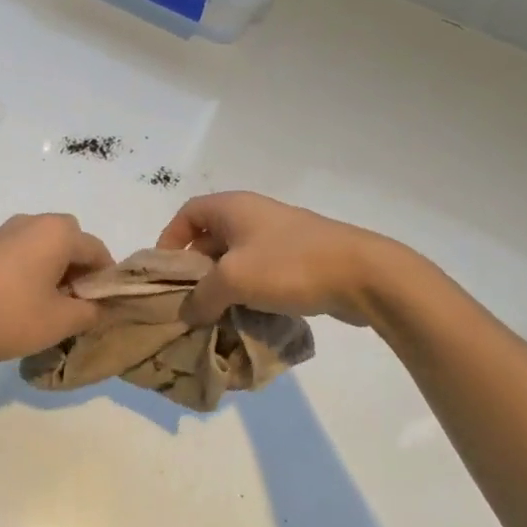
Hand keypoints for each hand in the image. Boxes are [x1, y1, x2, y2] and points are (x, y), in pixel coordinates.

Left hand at [0, 214, 112, 364]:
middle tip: (75, 305)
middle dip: (79, 270)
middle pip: (71, 241)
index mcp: (57, 232)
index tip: (101, 308)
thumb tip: (100, 306)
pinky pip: (21, 251)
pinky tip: (19, 300)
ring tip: (47, 306)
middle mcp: (32, 221)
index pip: (97, 250)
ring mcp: (4, 230)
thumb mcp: (59, 322)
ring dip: (54, 269)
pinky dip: (30, 269)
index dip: (106, 280)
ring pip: (44, 246)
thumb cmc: (6, 316)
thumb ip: (90, 311)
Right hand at [156, 191, 393, 325]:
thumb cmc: (288, 265)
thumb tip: (188, 312)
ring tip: (213, 317)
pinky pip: (260, 274)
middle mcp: (252, 216)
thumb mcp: (233, 279)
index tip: (165, 275)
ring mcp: (278, 237)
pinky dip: (248, 293)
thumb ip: (201, 296)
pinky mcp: (299, 260)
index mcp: (232, 207)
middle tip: (187, 304)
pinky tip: (246, 318)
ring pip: (235, 260)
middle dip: (195, 272)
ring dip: (222, 287)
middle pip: (209, 239)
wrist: (361, 274)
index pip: (187, 214)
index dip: (170, 240)